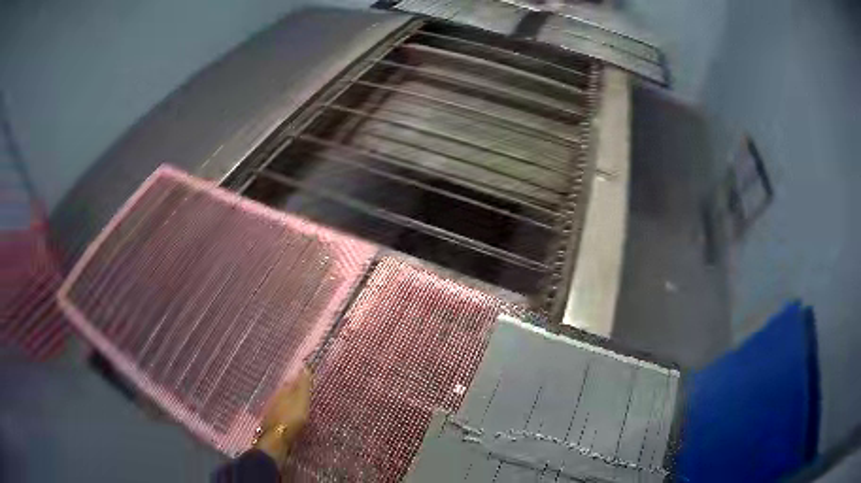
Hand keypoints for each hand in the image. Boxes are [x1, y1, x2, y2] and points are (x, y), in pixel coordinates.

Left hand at [255, 367, 311, 461]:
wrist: (277, 439)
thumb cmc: (291, 418)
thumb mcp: (301, 401)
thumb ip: (303, 386)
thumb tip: (304, 367)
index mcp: (283, 391)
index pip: (291, 382)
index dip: (299, 380)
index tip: (307, 379)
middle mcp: (276, 398)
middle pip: (286, 392)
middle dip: (294, 391)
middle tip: (305, 392)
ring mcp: (273, 411)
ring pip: (283, 403)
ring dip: (290, 403)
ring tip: (300, 405)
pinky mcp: (274, 423)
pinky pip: (282, 414)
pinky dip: (287, 413)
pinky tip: (292, 417)